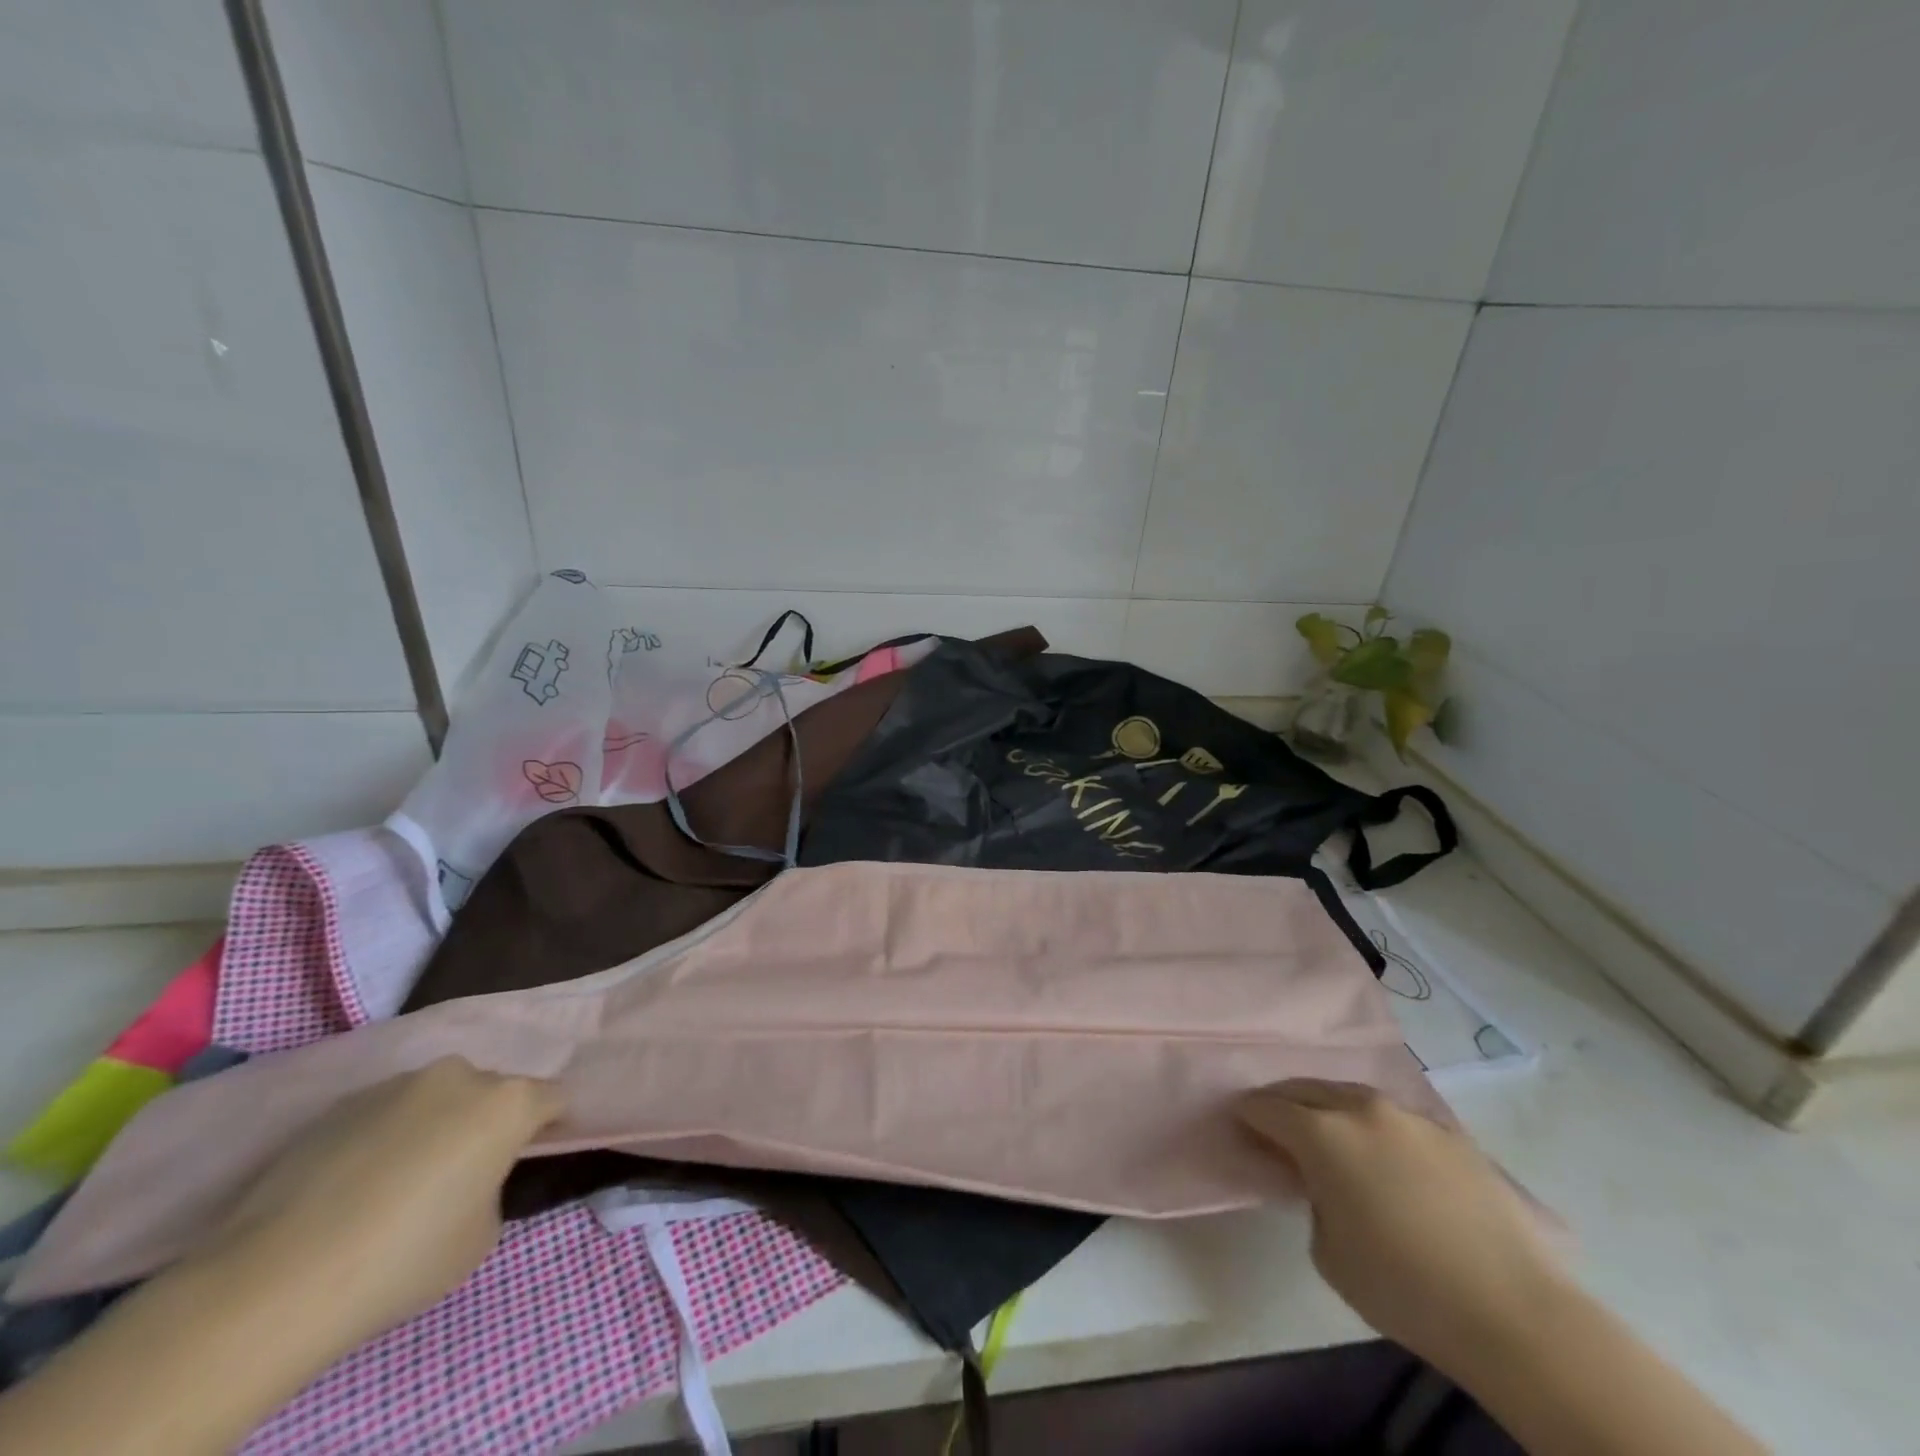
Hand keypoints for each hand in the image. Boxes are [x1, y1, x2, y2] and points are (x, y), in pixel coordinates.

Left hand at [192, 1057, 563, 1358]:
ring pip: (437, 1097)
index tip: (531, 1156)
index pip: (554, 1099)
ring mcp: (398, 1083)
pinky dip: (386, 1136)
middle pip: (493, 1091)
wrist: (277, 1279)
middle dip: (487, 1122)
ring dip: (436, 1124)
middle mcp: (462, 1075)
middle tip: (465, 1172)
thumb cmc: (405, 1258)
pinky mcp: (342, 1102)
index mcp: (509, 1102)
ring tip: (402, 1179)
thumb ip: (493, 1188)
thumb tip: (471, 1179)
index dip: (548, 1127)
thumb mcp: (482, 1234)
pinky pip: (386, 1112)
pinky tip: (356, 1184)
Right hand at [1239, 1078, 1564, 1375]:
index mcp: (1322, 1133)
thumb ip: (1313, 1198)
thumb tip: (1325, 1183)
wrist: (1515, 1313)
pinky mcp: (1452, 1135)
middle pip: (1306, 1089)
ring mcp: (1410, 1117)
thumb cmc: (1403, 1288)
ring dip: (1330, 1108)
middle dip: (1283, 1101)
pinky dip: (1376, 1127)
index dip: (1247, 1113)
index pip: (1267, 1107)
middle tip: (1274, 1122)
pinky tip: (1386, 1157)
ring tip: (1329, 1133)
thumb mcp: (1328, 1250)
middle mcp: (1361, 1109)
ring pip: (1353, 1096)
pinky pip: (1396, 1119)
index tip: (1239, 1121)